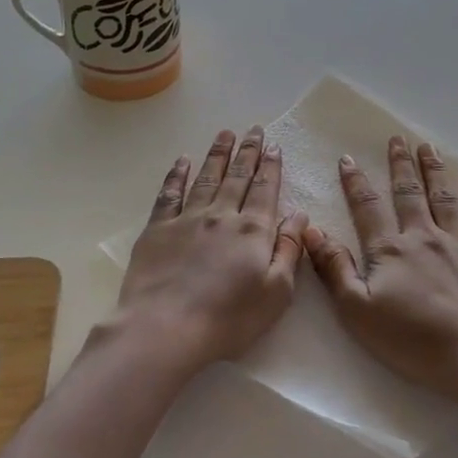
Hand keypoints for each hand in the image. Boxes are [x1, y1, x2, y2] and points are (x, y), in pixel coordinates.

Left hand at [114, 127, 308, 370]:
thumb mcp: (276, 292)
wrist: (165, 328)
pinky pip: (169, 193)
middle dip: (247, 151)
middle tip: (253, 129)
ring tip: (225, 134)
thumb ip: (289, 250)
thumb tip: (299, 215)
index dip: (270, 166)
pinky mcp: (157, 229)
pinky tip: (182, 161)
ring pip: (206, 178)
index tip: (273, 146)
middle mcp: (221, 215)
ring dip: (217, 155)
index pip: (265, 190)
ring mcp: (187, 219)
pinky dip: (177, 174)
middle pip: (237, 177)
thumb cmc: (229, 319)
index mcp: (253, 231)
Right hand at [302, 136, 457, 404]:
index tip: (348, 159)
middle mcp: (425, 237)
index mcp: (391, 249)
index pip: (368, 207)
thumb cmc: (413, 341)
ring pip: (446, 198)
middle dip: (400, 165)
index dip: (355, 182)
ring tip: (429, 148)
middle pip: (410, 193)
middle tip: (397, 139)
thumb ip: (334, 268)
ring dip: (435, 170)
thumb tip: (310, 229)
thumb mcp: (358, 311)